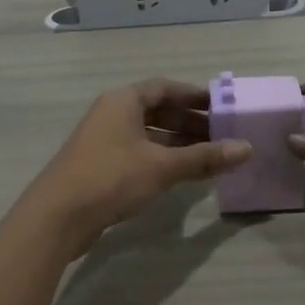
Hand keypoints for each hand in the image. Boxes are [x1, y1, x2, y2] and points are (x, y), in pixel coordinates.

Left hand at [23, 79, 250, 258]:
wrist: (57, 216)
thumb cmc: (111, 178)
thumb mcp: (162, 167)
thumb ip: (204, 157)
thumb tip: (247, 148)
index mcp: (123, 101)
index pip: (165, 87)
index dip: (194, 95)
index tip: (221, 106)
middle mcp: (112, 114)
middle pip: (157, 110)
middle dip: (190, 122)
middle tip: (223, 135)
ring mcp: (104, 140)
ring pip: (149, 134)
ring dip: (178, 143)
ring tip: (210, 156)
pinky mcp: (100, 165)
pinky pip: (139, 152)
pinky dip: (162, 158)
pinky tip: (183, 174)